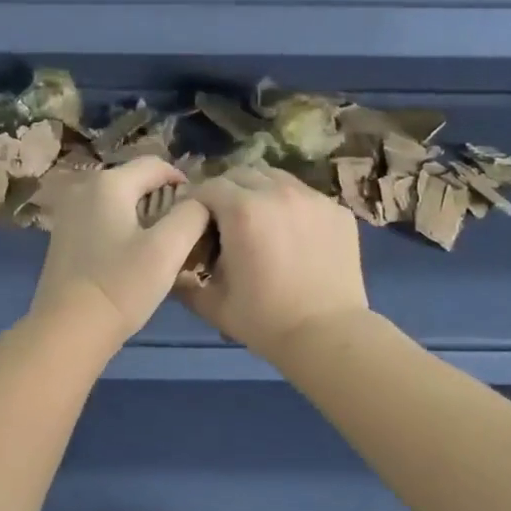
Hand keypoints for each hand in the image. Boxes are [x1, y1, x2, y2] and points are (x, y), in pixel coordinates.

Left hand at [28, 157, 210, 349]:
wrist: (68, 331)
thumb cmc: (121, 286)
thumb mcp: (167, 249)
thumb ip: (192, 215)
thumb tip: (200, 202)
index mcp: (108, 183)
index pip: (156, 165)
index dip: (184, 183)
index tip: (201, 212)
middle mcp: (83, 188)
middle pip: (136, 183)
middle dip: (164, 202)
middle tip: (186, 233)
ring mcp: (69, 214)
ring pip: (120, 204)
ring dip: (145, 218)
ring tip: (164, 248)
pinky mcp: (64, 238)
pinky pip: (103, 222)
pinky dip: (123, 231)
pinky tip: (134, 260)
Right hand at [178, 165, 370, 363]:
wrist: (327, 336)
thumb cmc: (264, 321)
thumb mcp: (212, 303)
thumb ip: (185, 280)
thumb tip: (173, 269)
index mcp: (242, 210)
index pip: (209, 187)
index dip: (197, 203)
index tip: (196, 224)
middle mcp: (277, 193)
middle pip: (242, 174)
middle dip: (228, 192)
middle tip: (226, 222)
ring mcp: (313, 199)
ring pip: (276, 178)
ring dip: (260, 193)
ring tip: (260, 223)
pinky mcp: (337, 211)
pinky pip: (305, 196)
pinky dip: (291, 207)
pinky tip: (292, 235)